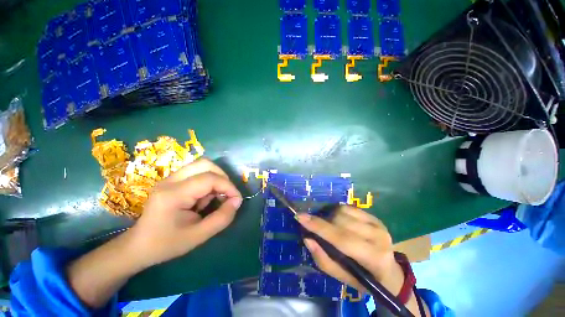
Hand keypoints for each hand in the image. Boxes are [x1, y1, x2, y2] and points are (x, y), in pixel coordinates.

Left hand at [128, 158, 242, 267]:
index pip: (209, 179)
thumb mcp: (199, 236)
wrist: (138, 246)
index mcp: (174, 194)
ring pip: (201, 165)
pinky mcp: (172, 181)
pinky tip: (203, 198)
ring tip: (214, 197)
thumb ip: (222, 218)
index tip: (236, 200)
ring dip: (215, 178)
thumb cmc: (166, 244)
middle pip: (205, 164)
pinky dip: (207, 181)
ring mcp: (170, 178)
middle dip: (222, 177)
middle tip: (226, 194)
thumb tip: (237, 201)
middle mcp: (170, 180)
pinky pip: (197, 172)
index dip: (228, 186)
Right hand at [296, 206, 401, 292]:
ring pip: (343, 210)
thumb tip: (307, 238)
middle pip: (340, 220)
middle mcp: (378, 237)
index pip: (341, 238)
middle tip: (318, 228)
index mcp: (373, 257)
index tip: (300, 217)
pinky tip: (340, 221)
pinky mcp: (375, 217)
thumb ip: (323, 259)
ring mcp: (378, 224)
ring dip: (331, 217)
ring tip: (330, 227)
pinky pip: (349, 207)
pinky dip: (339, 212)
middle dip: (324, 222)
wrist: (389, 273)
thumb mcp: (342, 278)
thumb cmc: (365, 280)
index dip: (318, 226)